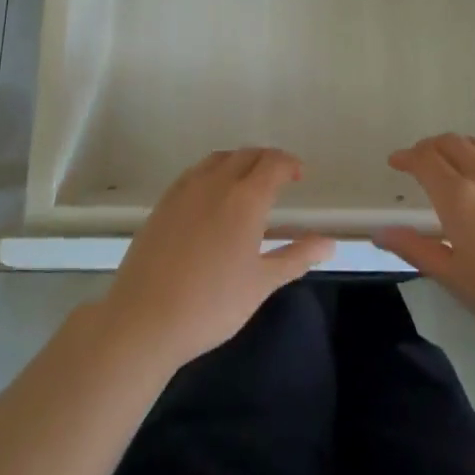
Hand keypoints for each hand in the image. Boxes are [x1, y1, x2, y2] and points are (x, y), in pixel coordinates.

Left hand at [100, 148, 333, 371]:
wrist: (144, 319)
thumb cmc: (212, 304)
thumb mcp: (262, 283)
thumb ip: (297, 256)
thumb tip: (330, 243)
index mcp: (245, 198)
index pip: (273, 163)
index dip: (289, 164)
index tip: (299, 175)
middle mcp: (216, 182)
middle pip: (246, 155)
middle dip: (266, 160)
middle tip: (279, 178)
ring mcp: (185, 190)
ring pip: (218, 159)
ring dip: (239, 162)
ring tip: (248, 183)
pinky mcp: (163, 202)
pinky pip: (195, 173)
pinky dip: (212, 172)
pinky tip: (212, 197)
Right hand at [376, 134, 474, 354]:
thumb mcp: (455, 279)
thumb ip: (416, 249)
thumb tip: (381, 232)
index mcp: (459, 197)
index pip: (425, 159)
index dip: (407, 156)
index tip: (395, 162)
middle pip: (452, 143)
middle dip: (429, 147)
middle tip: (417, 161)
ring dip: (457, 147)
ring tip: (449, 164)